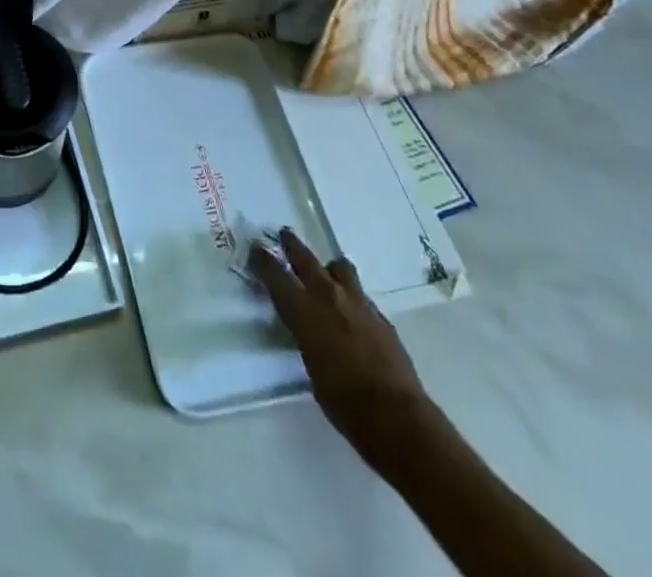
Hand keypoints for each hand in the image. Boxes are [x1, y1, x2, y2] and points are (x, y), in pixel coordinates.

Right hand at [250, 230, 434, 463]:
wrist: (396, 416)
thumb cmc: (342, 401)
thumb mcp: (309, 364)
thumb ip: (304, 334)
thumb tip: (304, 326)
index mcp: (303, 309)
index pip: (275, 273)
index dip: (263, 260)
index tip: (256, 249)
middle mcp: (327, 296)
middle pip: (305, 258)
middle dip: (292, 245)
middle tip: (285, 234)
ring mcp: (358, 303)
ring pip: (340, 268)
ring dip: (330, 268)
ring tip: (327, 273)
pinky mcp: (381, 317)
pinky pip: (361, 296)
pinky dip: (352, 297)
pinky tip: (353, 312)